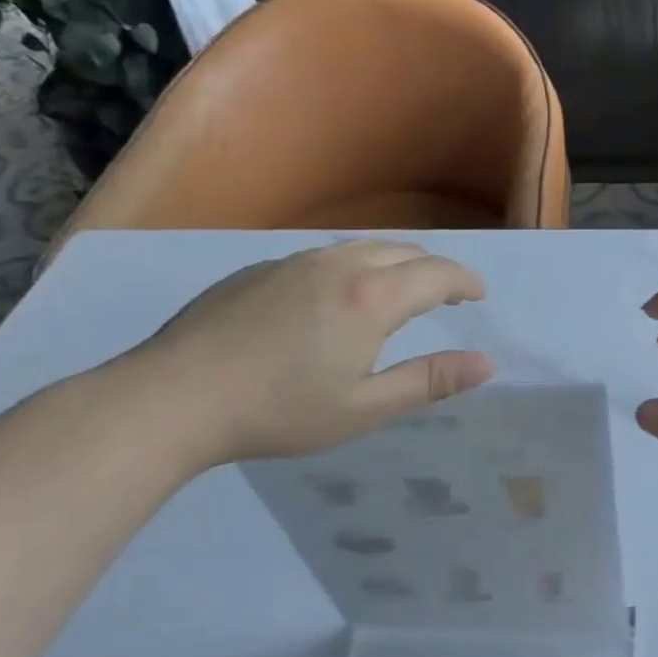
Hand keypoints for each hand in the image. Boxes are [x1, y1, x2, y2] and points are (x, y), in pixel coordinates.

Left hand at [121, 240, 493, 469]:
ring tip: (400, 288)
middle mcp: (338, 265)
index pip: (438, 274)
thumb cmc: (278, 410)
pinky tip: (335, 297)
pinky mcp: (259, 269)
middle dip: (434, 267)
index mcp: (371, 297)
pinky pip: (323, 255)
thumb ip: (428, 381)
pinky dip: (352, 265)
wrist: (172, 397)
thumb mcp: (364, 407)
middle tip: (448, 293)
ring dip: (394, 262)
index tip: (479, 295)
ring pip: (361, 246)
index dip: (465, 281)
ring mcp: (293, 262)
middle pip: (403, 250)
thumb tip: (485, 364)